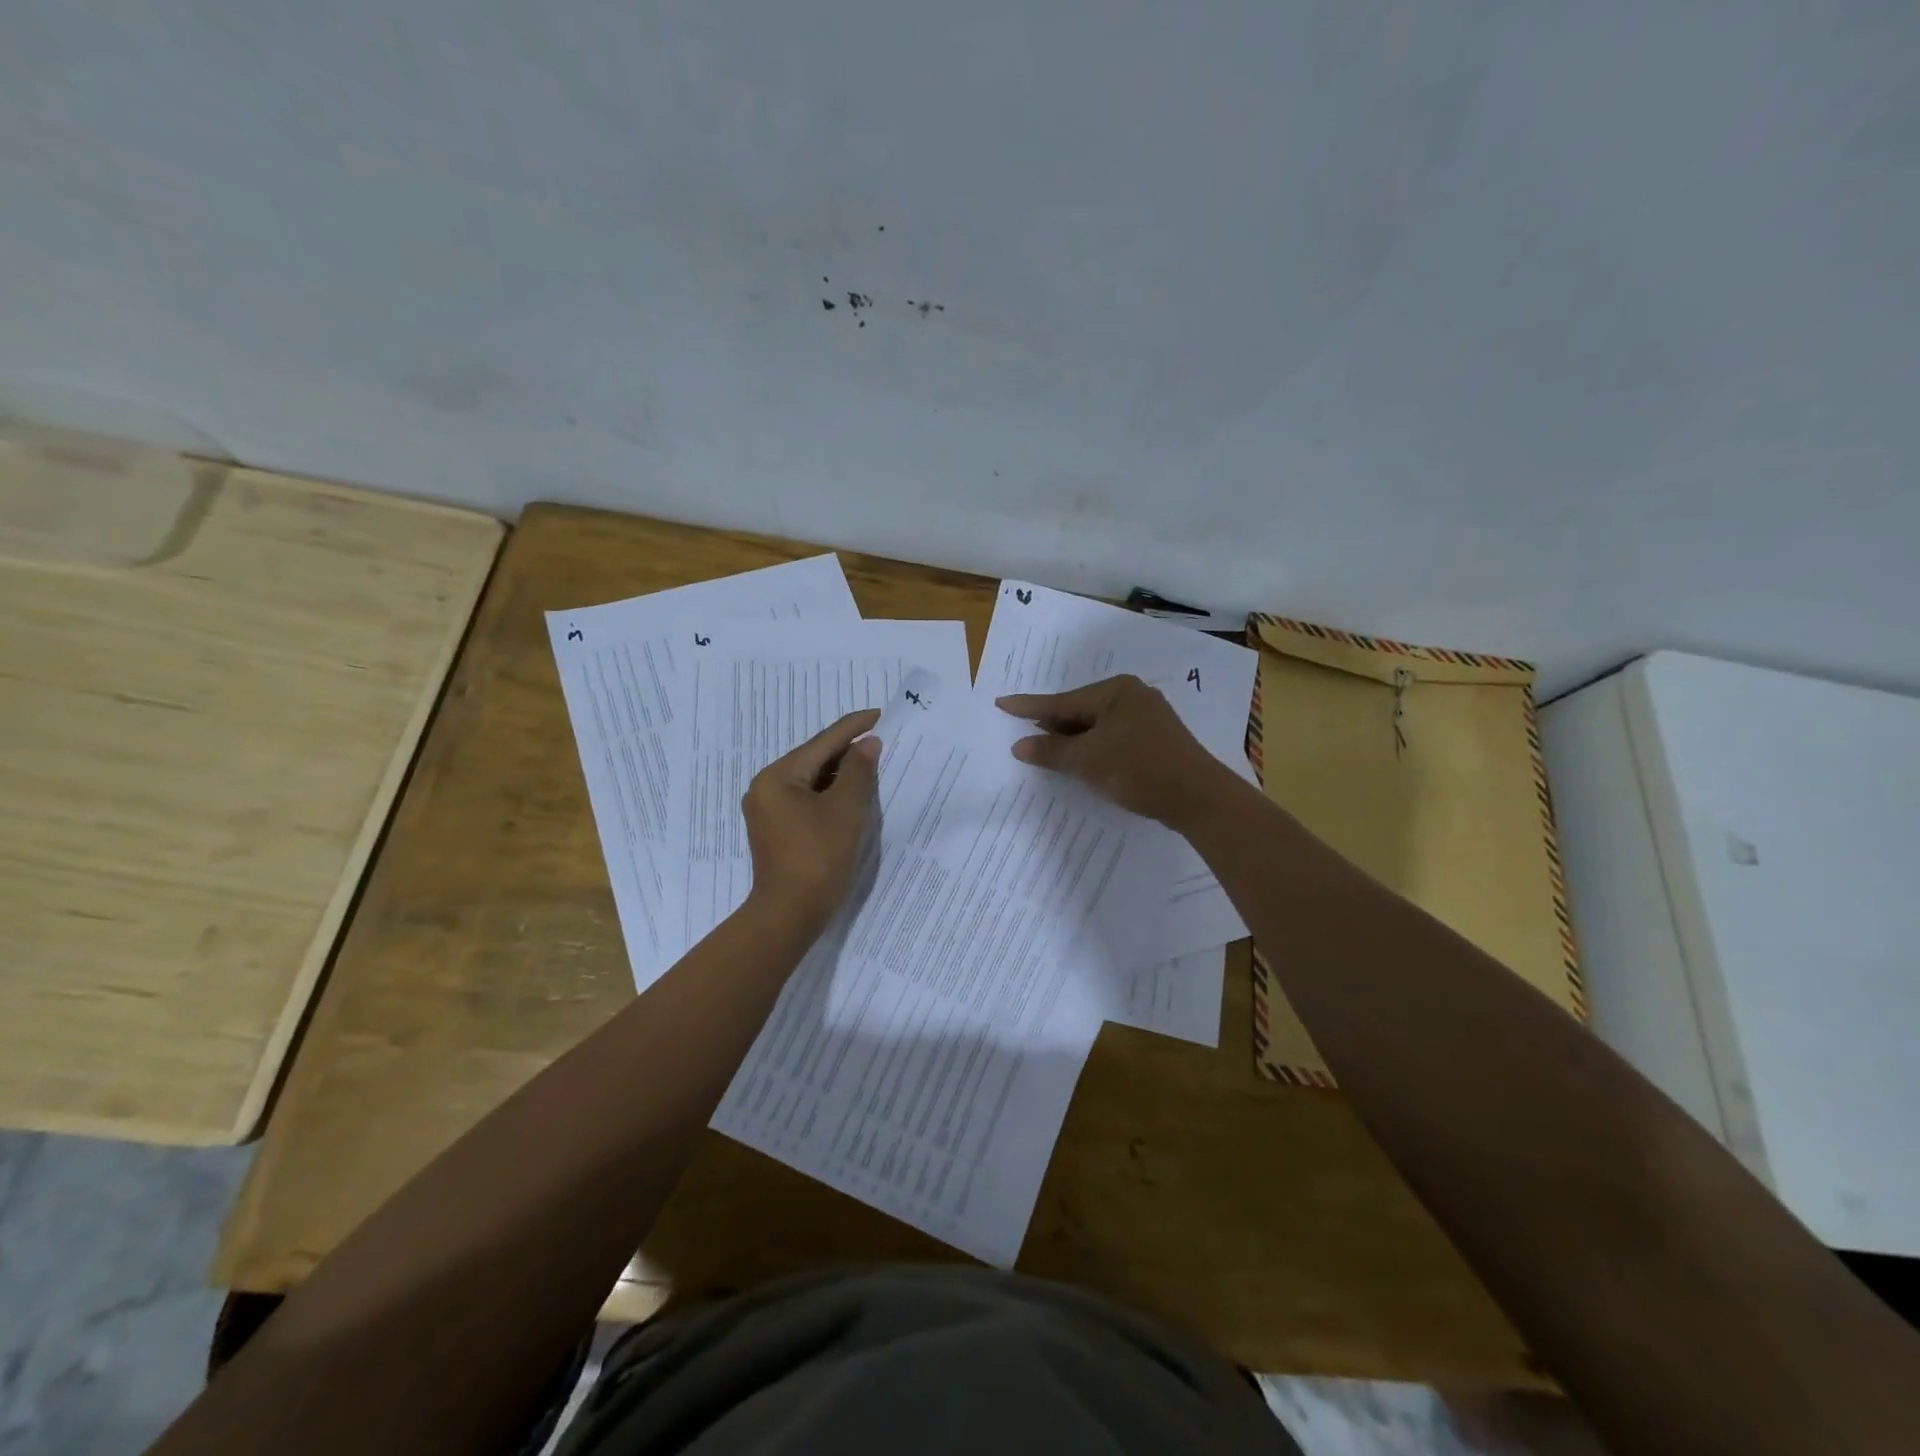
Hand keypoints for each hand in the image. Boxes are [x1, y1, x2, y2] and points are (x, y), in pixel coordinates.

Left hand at [742, 708, 881, 933]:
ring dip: (841, 774)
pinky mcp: (777, 830)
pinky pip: (807, 800)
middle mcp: (766, 787)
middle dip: (848, 751)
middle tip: (882, 739)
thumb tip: (868, 744)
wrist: (789, 915)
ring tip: (874, 764)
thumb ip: (858, 771)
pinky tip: (853, 794)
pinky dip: (830, 794)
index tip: (880, 714)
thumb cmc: (818, 858)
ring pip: (812, 781)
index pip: (822, 742)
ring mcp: (769, 811)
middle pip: (814, 759)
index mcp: (777, 777)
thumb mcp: (845, 810)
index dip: (854, 727)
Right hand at [996, 675, 1222, 826]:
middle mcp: (1132, 696)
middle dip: (1052, 725)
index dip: (1029, 707)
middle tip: (1021, 731)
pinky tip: (1082, 760)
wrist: (1198, 798)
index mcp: (1116, 691)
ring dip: (1072, 740)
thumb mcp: (1087, 761)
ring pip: (1097, 726)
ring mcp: (1147, 717)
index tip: (1002, 703)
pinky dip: (1093, 748)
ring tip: (1045, 749)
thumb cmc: (1138, 770)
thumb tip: (1019, 746)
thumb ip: (1051, 752)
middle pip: (1080, 711)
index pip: (1062, 701)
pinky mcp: (1156, 739)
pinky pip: (1113, 737)